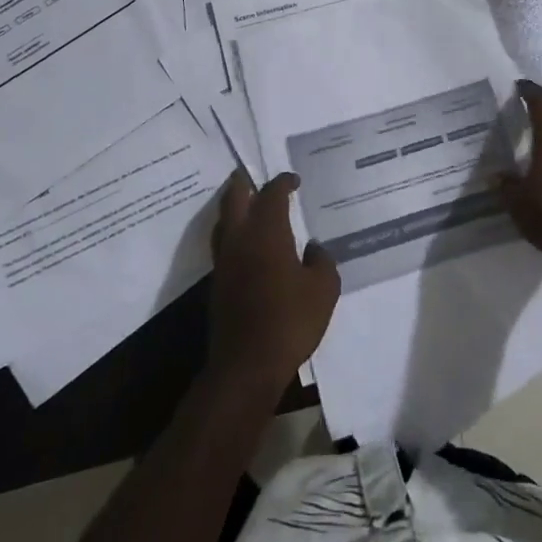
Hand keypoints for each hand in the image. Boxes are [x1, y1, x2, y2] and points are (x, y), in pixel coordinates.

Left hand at [207, 172, 339, 392]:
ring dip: (234, 206)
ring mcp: (225, 260)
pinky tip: (248, 244)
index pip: (271, 193)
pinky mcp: (218, 283)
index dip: (282, 182)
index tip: (293, 180)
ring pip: (223, 220)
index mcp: (267, 231)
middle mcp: (240, 238)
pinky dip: (234, 232)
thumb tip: (312, 248)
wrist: (247, 365)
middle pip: (234, 197)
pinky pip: (224, 244)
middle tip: (256, 176)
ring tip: (249, 204)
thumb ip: (322, 261)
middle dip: (245, 182)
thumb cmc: (290, 321)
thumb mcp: (323, 289)